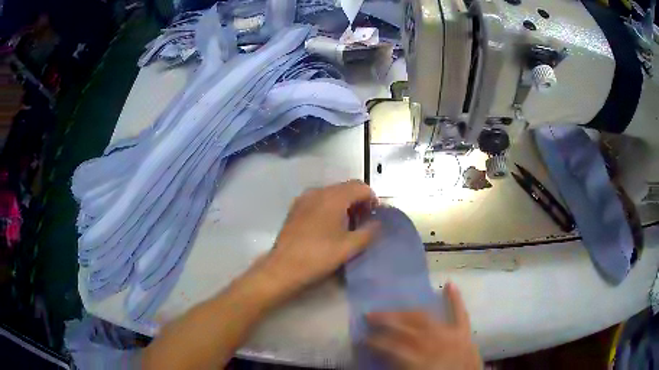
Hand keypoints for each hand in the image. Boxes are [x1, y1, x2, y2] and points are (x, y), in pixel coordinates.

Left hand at [258, 180, 379, 296]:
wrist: (283, 267)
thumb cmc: (319, 256)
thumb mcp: (349, 247)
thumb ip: (368, 232)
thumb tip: (377, 224)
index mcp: (334, 197)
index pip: (361, 187)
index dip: (372, 199)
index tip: (375, 216)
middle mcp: (318, 191)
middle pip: (346, 187)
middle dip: (358, 200)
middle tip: (364, 221)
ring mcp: (304, 199)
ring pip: (331, 193)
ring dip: (344, 203)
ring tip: (347, 224)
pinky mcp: (295, 208)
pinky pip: (318, 200)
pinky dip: (329, 206)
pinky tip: (329, 226)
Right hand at [367, 283, 481, 369]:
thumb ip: (397, 364)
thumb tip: (382, 354)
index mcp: (419, 359)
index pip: (391, 345)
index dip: (375, 341)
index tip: (363, 338)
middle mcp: (434, 343)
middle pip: (406, 326)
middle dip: (386, 320)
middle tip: (369, 316)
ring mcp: (451, 335)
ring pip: (425, 318)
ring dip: (407, 312)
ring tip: (392, 309)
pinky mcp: (464, 334)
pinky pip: (460, 314)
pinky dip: (455, 300)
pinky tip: (450, 284)